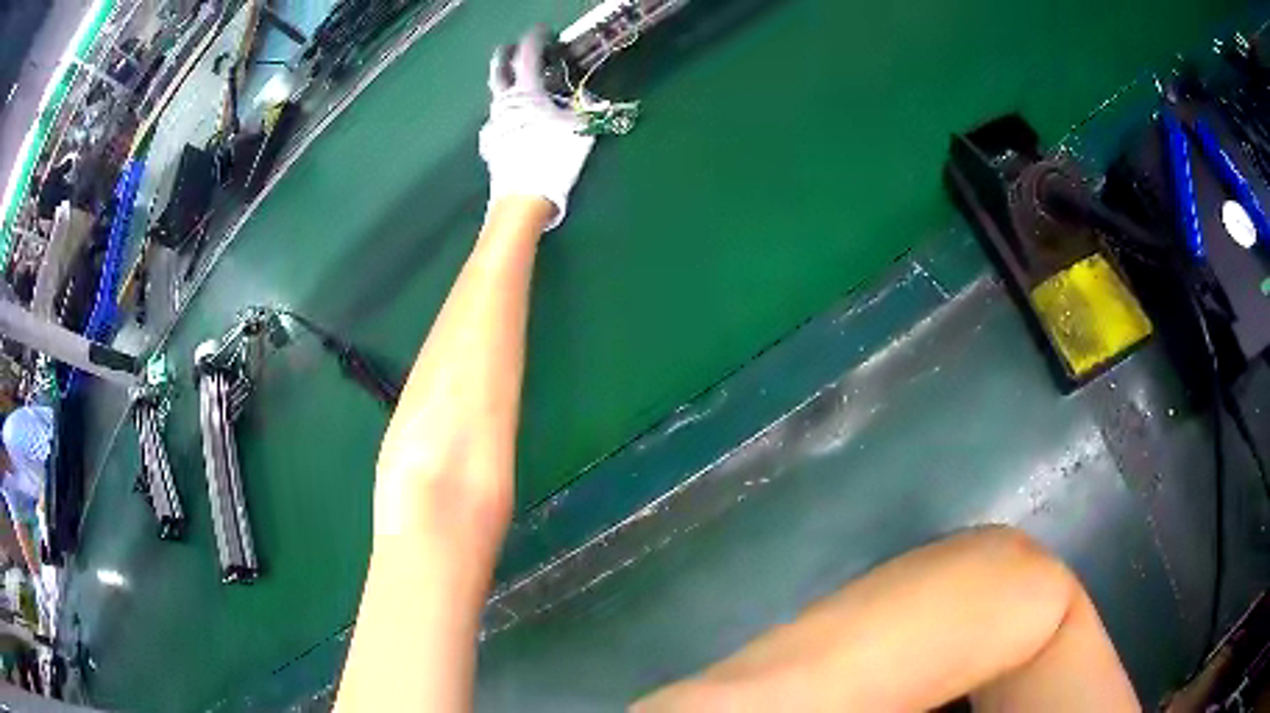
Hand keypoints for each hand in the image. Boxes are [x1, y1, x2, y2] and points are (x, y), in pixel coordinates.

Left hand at [479, 28, 594, 230]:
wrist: (523, 196)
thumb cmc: (554, 157)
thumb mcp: (579, 128)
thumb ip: (583, 108)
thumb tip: (588, 99)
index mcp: (526, 92)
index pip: (527, 55)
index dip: (535, 39)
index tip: (542, 31)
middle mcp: (504, 103)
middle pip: (498, 71)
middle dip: (504, 56)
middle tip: (509, 48)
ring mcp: (492, 125)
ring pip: (497, 98)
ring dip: (507, 87)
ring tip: (519, 89)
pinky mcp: (489, 145)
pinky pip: (497, 123)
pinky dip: (507, 117)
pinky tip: (515, 125)